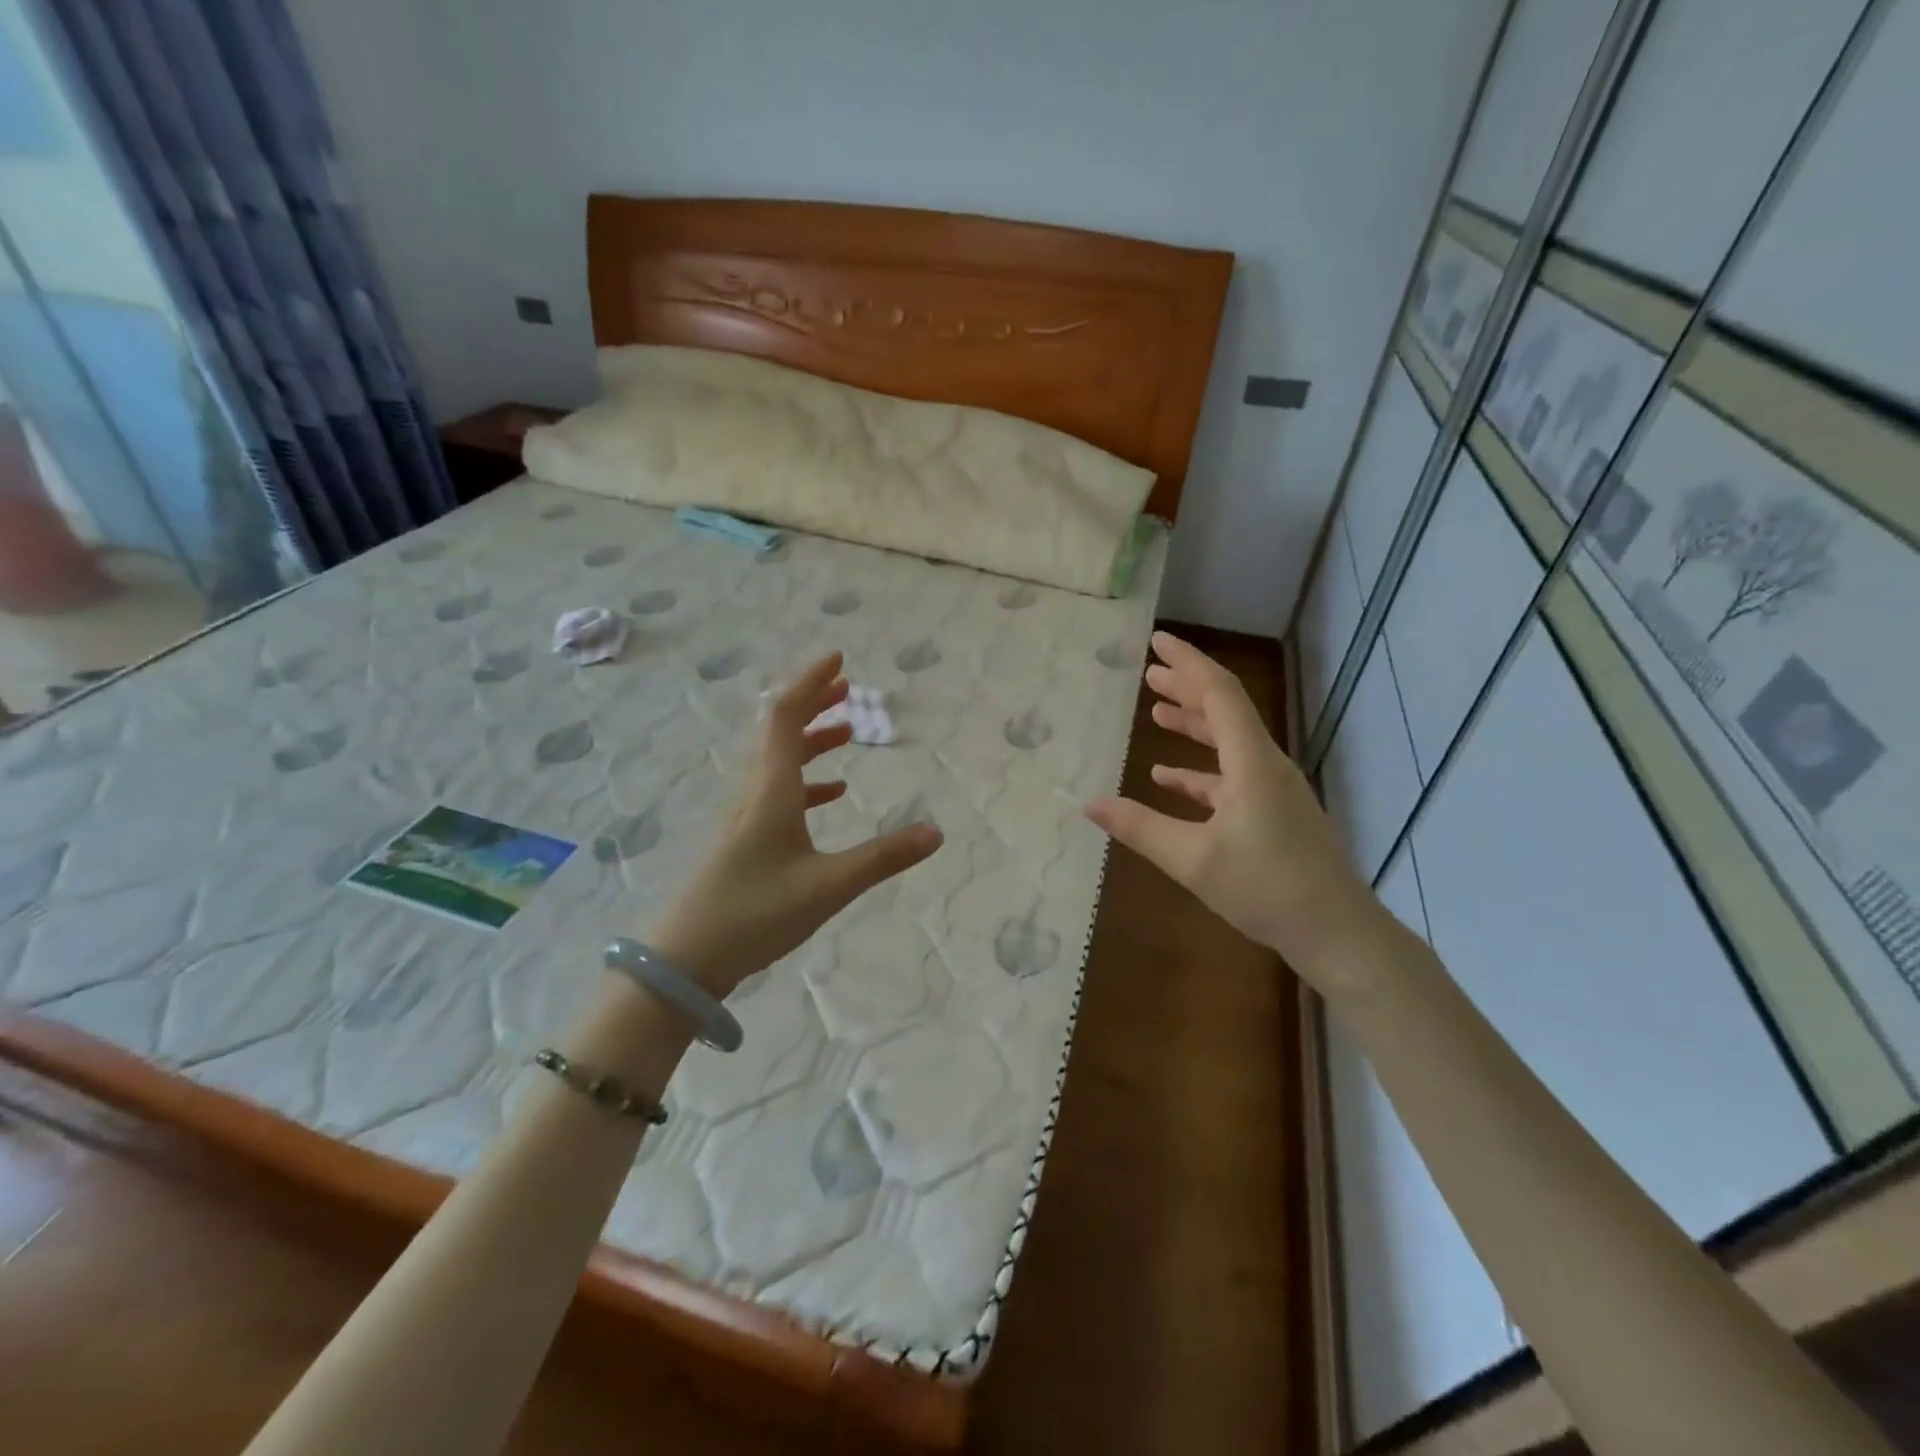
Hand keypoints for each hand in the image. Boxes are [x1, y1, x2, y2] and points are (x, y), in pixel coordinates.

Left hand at [649, 652, 942, 995]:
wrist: (684, 960)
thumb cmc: (755, 913)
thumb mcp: (829, 885)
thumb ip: (883, 858)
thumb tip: (937, 832)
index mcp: (771, 790)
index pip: (787, 717)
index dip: (812, 683)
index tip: (838, 659)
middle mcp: (754, 793)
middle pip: (780, 731)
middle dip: (814, 703)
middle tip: (847, 686)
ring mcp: (744, 817)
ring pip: (779, 761)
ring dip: (812, 740)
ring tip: (847, 731)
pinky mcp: (743, 841)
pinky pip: (778, 793)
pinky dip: (807, 781)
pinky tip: (831, 794)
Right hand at [1085, 632, 1383, 978]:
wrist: (1337, 932)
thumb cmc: (1266, 887)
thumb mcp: (1192, 859)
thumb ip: (1140, 828)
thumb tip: (1088, 804)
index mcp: (1252, 762)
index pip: (1219, 693)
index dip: (1187, 663)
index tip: (1158, 641)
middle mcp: (1266, 765)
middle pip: (1225, 711)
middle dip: (1187, 688)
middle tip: (1150, 673)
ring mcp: (1274, 790)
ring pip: (1229, 743)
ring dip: (1193, 725)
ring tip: (1157, 712)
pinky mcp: (1275, 814)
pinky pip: (1232, 777)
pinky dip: (1200, 771)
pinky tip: (1169, 778)